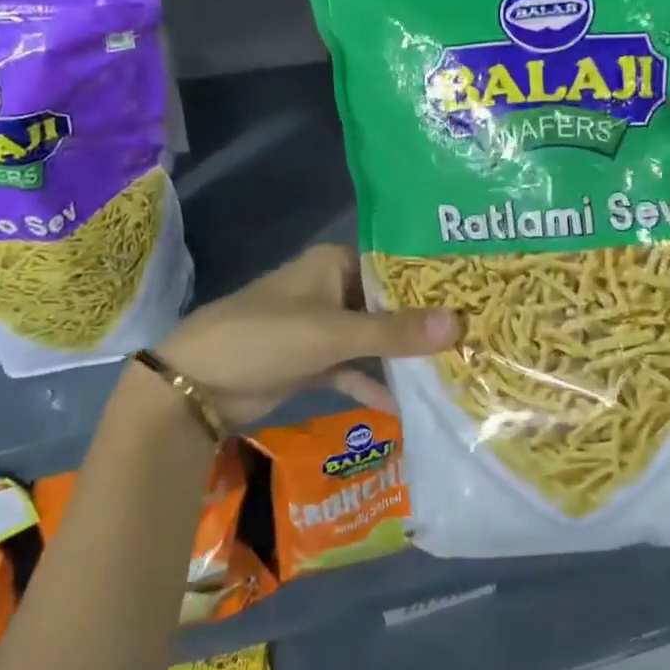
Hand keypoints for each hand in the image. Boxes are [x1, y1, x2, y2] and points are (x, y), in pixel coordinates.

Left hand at [155, 244, 456, 425]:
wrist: (196, 384)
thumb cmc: (266, 336)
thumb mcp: (333, 333)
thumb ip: (395, 332)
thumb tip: (459, 324)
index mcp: (334, 264)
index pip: (394, 268)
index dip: (431, 285)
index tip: (473, 300)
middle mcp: (331, 289)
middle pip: (387, 306)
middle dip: (422, 326)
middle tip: (472, 340)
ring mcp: (322, 328)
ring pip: (372, 340)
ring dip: (400, 358)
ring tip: (449, 373)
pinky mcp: (313, 361)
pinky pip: (353, 370)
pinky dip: (372, 385)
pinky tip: (404, 406)